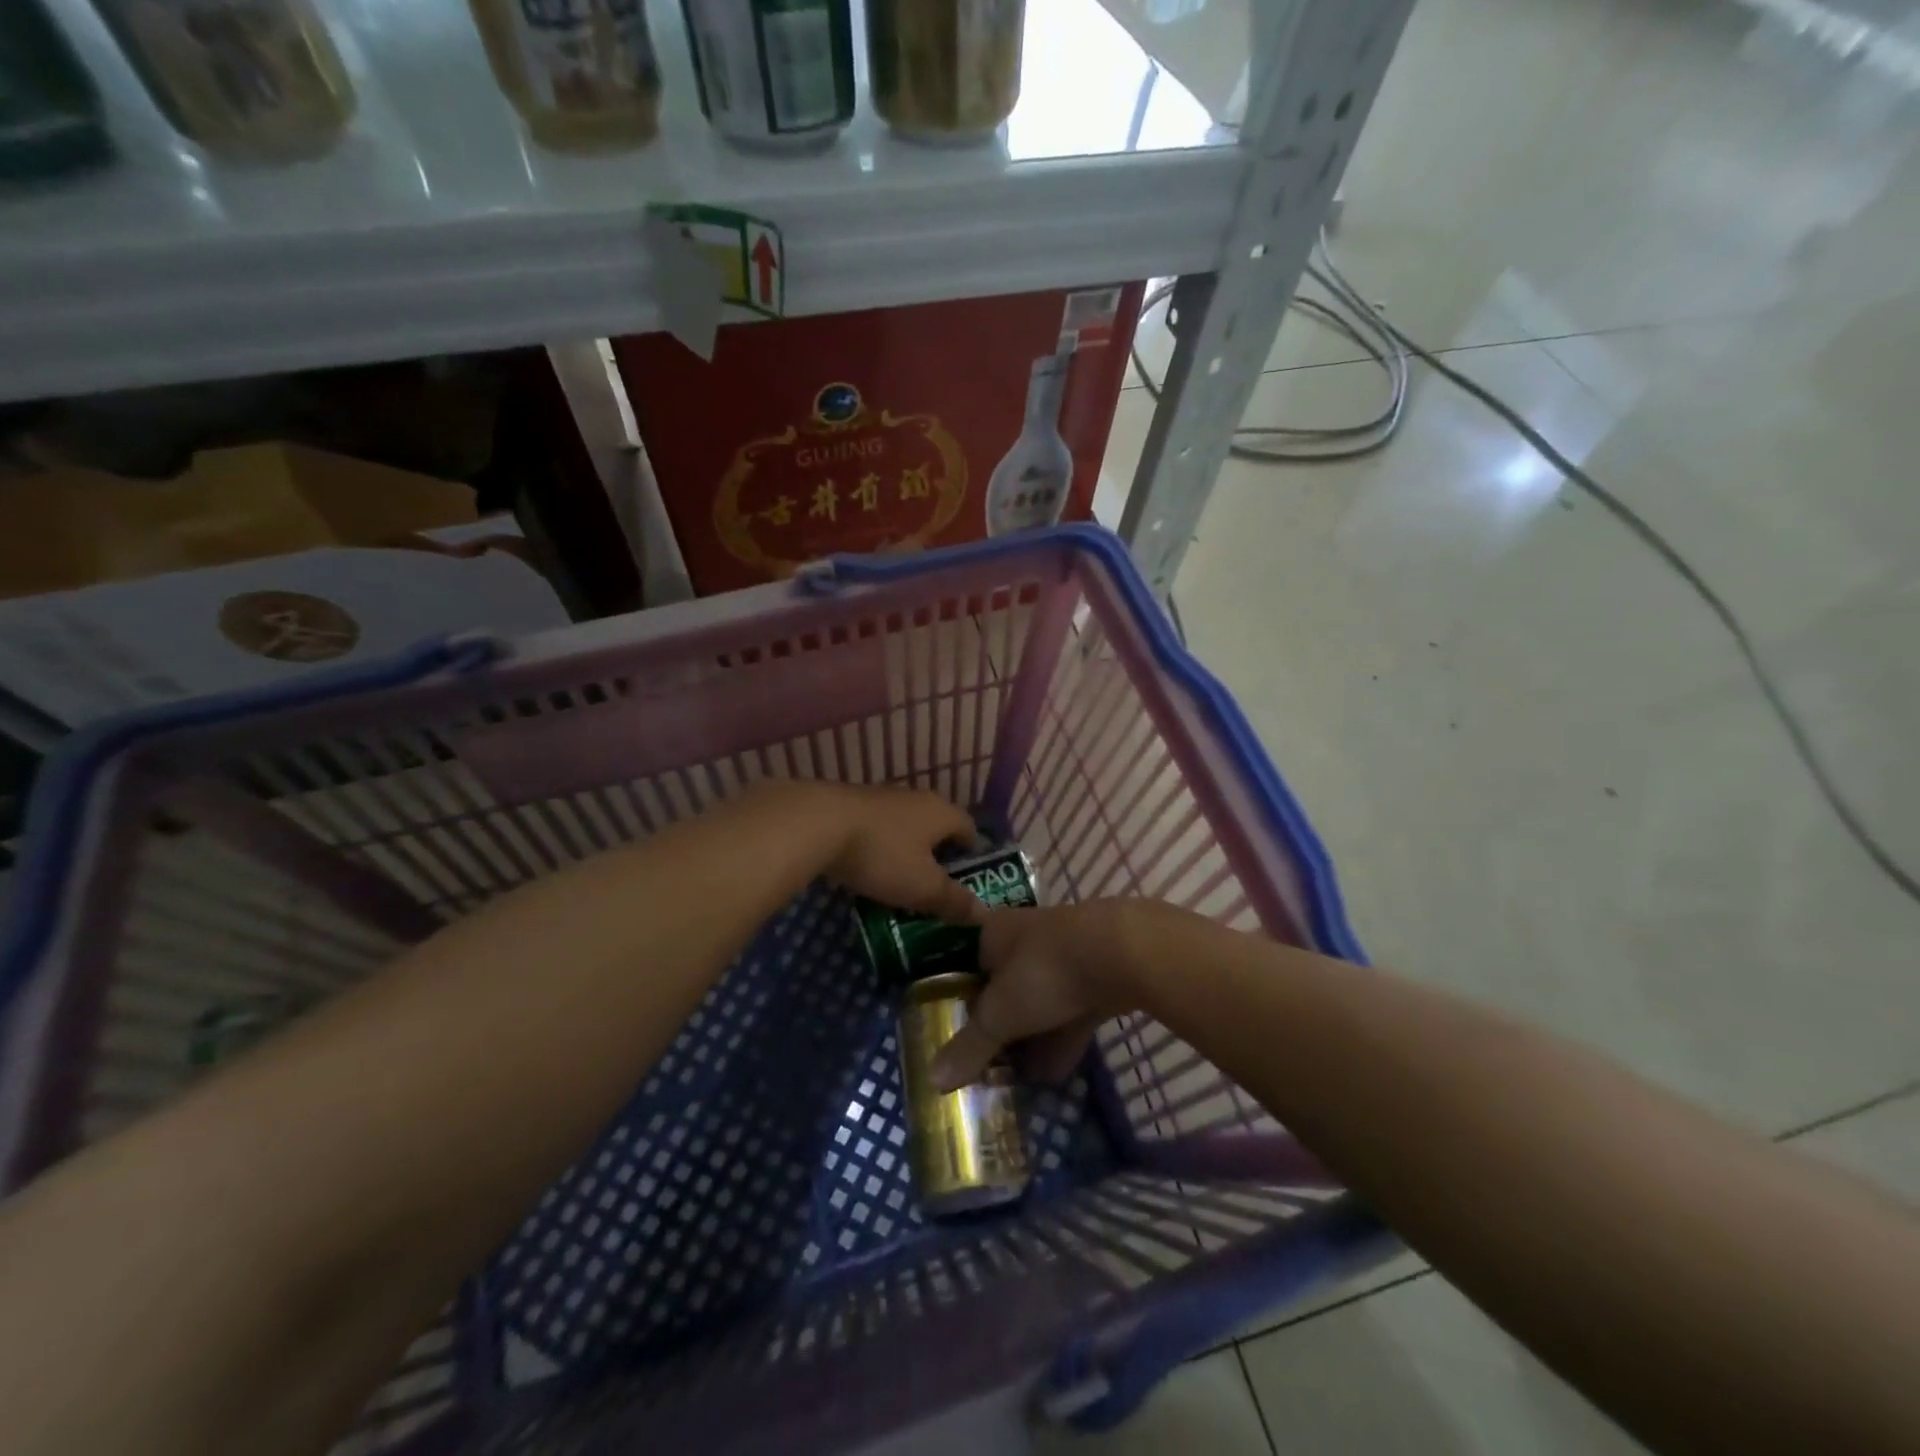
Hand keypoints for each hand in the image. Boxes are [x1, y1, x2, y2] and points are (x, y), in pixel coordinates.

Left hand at [810, 783, 983, 925]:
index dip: (973, 854)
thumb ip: (953, 900)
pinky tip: (868, 869)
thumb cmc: (882, 854)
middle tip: (935, 886)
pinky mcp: (852, 804)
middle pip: (937, 826)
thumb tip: (983, 914)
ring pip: (905, 827)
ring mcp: (882, 798)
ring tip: (901, 881)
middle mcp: (916, 798)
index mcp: (941, 812)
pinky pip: (877, 829)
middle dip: (938, 854)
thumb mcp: (922, 886)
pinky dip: (879, 848)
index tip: (968, 880)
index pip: (970, 828)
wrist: (818, 823)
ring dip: (906, 851)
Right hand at [932, 901, 1158, 1091]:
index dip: (958, 1003)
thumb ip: (970, 1046)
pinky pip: (1070, 1010)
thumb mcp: (1000, 1014)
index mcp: (992, 933)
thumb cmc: (1045, 970)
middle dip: (997, 1028)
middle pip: (1003, 987)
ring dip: (1031, 1039)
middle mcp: (1025, 938)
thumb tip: (934, 1079)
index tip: (954, 1038)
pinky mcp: (1096, 974)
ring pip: (1039, 1001)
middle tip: (985, 1068)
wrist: (1122, 951)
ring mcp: (1064, 954)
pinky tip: (1055, 1076)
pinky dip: (1062, 1040)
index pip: (965, 967)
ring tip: (1017, 1082)